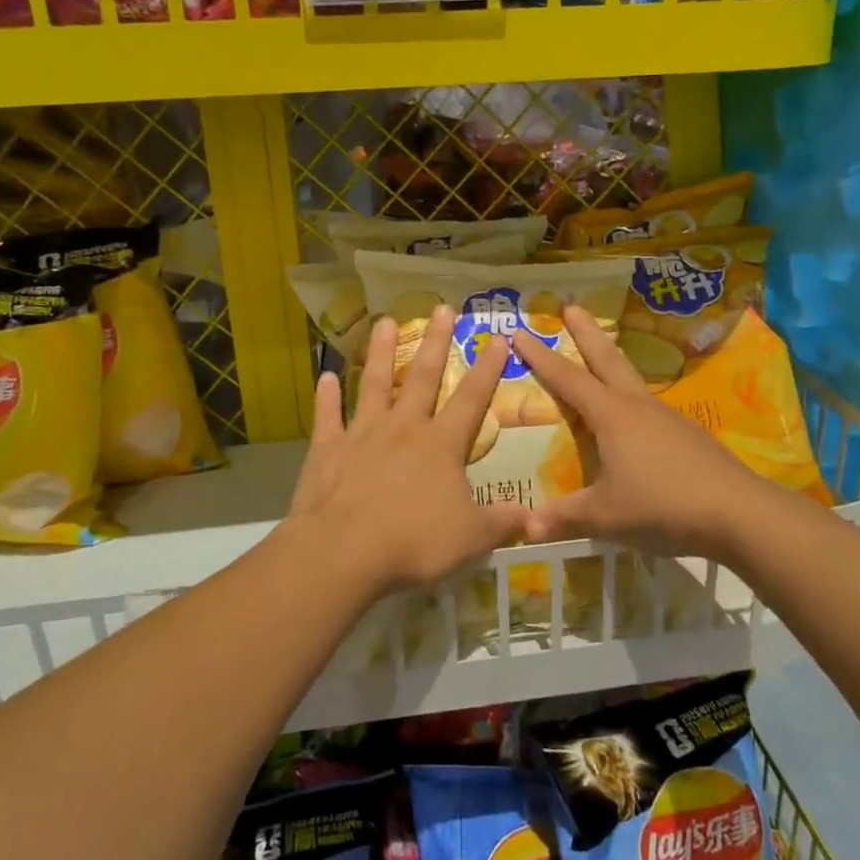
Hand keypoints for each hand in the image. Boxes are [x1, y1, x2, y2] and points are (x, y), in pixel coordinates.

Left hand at [288, 307, 529, 592]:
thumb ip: (501, 523)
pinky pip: (328, 416)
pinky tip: (326, 376)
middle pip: (424, 377)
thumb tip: (533, 517)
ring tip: (385, 322)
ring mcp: (362, 434)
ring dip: (381, 352)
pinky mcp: (328, 449)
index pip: (472, 399)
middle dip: (437, 342)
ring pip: (375, 384)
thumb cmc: (414, 542)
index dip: (488, 368)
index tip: (498, 337)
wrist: (345, 551)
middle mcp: (404, 428)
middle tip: (442, 308)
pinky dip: (327, 396)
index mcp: (442, 444)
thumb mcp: (471, 538)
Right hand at [512, 307, 769, 563]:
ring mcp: (667, 417)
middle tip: (571, 306)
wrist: (738, 512)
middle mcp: (638, 406)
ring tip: (602, 353)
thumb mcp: (605, 516)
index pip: (568, 378)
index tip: (519, 332)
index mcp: (612, 416)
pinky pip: (649, 406)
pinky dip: (631, 395)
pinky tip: (634, 415)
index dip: (541, 356)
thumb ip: (564, 518)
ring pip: (632, 378)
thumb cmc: (662, 506)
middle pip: (608, 359)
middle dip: (587, 333)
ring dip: (612, 360)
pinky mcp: (687, 435)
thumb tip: (524, 527)